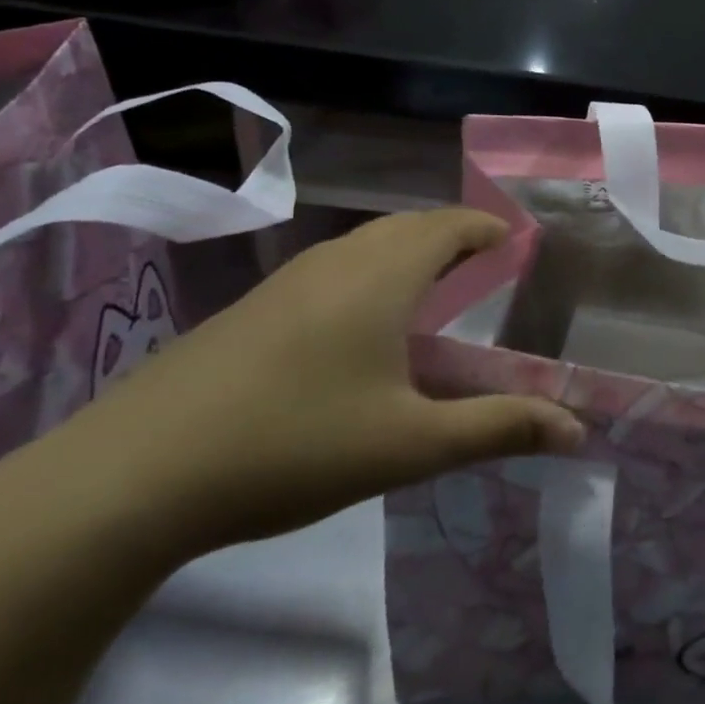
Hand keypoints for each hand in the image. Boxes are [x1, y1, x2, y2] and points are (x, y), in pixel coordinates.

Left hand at [30, 210, 582, 555]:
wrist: (127, 479)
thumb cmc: (292, 446)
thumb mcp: (411, 444)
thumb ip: (499, 428)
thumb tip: (576, 430)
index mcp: (381, 275)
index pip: (450, 224)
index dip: (488, 228)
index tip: (517, 245)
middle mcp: (335, 261)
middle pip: (408, 227)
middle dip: (453, 238)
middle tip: (486, 271)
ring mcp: (284, 282)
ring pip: (364, 248)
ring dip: (408, 256)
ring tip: (433, 295)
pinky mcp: (249, 310)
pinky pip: (331, 271)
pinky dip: (368, 278)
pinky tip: (360, 333)